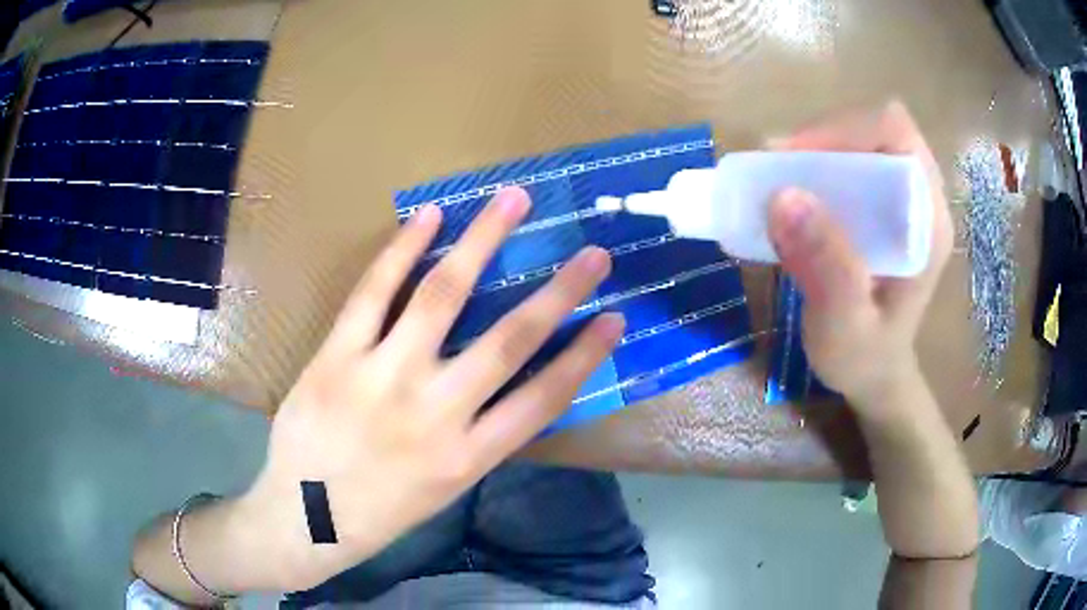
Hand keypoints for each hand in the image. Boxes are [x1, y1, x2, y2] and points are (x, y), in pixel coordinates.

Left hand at [240, 187, 622, 589]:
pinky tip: (429, 216)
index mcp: (469, 456)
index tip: (615, 317)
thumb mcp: (445, 489)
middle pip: (509, 340)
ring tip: (512, 199)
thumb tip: (505, 387)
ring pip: (442, 297)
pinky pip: (374, 293)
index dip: (585, 355)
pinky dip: (402, 249)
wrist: (305, 517)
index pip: (544, 399)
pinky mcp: (337, 356)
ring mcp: (383, 378)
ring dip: (483, 241)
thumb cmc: (378, 511)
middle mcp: (435, 413)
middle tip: (593, 252)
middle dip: (559, 292)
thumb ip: (478, 439)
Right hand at [767, 102, 952, 414]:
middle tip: (782, 168)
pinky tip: (796, 195)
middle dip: (826, 139)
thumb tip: (783, 196)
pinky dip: (818, 168)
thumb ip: (826, 267)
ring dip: (818, 152)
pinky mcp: (883, 209)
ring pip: (861, 142)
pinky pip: (851, 164)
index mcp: (927, 222)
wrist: (875, 376)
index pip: (897, 136)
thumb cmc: (865, 359)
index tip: (800, 159)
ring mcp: (903, 202)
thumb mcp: (844, 326)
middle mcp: (921, 200)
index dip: (847, 132)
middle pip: (876, 131)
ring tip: (781, 180)